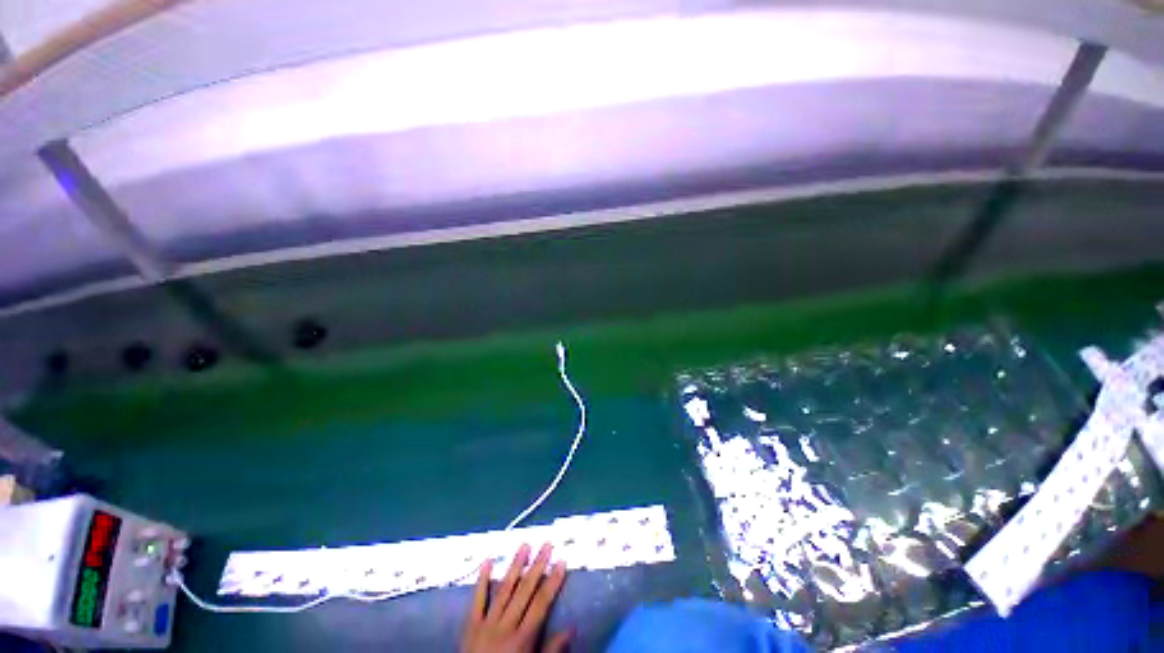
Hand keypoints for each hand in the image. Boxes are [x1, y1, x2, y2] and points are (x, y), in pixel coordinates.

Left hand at [461, 543, 569, 652]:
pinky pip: (477, 600)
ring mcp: (486, 623)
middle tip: (546, 544)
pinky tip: (488, 561)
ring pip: (504, 589)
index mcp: (522, 639)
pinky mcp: (470, 625)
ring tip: (525, 545)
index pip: (541, 603)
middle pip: (524, 591)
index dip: (553, 581)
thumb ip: (551, 649)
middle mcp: (505, 627)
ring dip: (515, 566)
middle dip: (537, 566)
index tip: (561, 561)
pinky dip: (482, 580)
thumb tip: (572, 628)